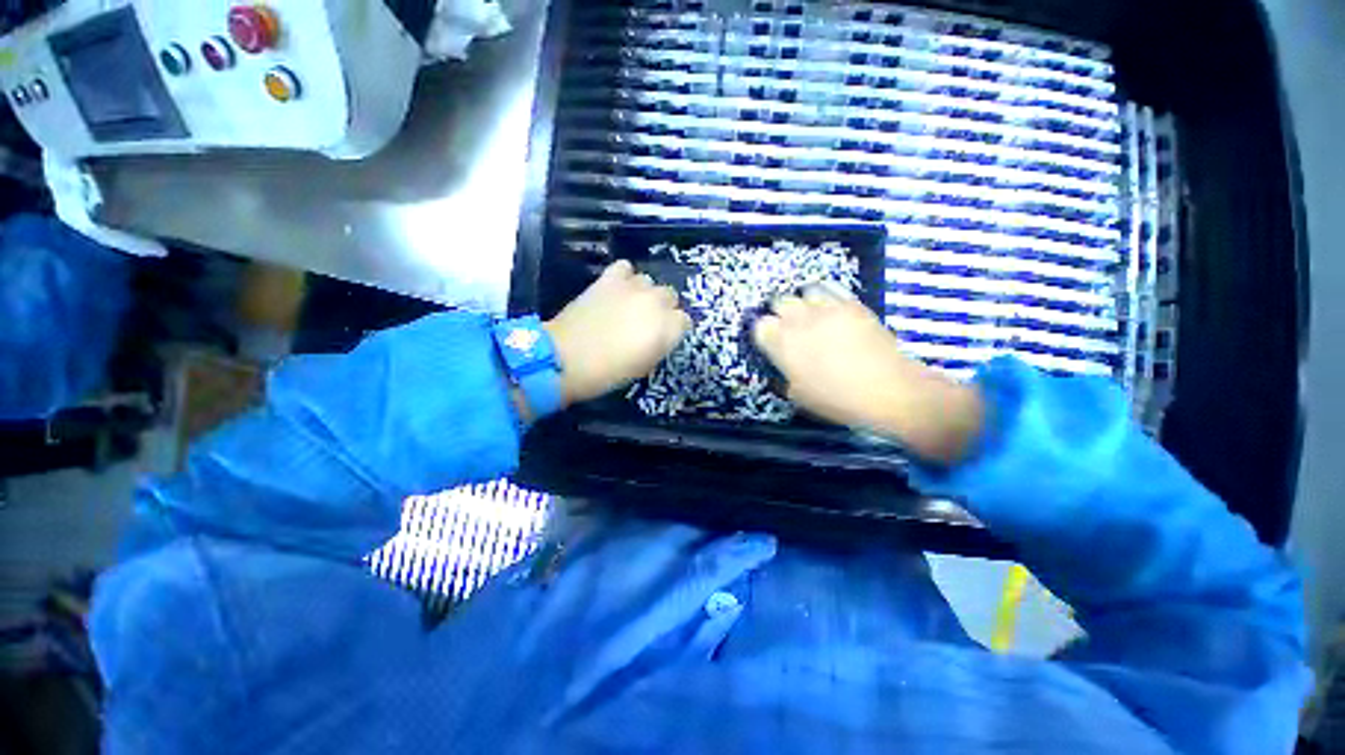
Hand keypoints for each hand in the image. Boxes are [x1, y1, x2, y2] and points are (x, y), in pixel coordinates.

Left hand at [545, 260, 691, 405]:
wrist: (567, 358)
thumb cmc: (609, 372)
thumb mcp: (644, 366)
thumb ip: (658, 345)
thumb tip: (658, 335)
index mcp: (668, 329)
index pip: (684, 321)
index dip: (674, 329)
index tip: (663, 337)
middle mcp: (657, 303)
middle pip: (670, 297)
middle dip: (662, 308)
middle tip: (645, 322)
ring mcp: (633, 287)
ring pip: (649, 282)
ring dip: (643, 293)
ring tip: (628, 305)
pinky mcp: (610, 279)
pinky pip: (625, 267)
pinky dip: (624, 277)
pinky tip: (617, 289)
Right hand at [753, 286, 984, 464]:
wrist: (886, 389)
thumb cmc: (836, 399)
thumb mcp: (799, 396)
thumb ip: (786, 375)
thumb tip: (786, 366)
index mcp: (781, 344)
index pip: (759, 325)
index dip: (763, 332)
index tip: (770, 341)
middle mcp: (798, 320)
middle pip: (779, 301)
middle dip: (780, 312)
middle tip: (789, 326)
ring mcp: (826, 308)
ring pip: (804, 291)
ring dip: (803, 301)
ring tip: (810, 313)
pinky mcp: (851, 303)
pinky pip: (831, 289)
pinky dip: (826, 295)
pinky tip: (830, 307)